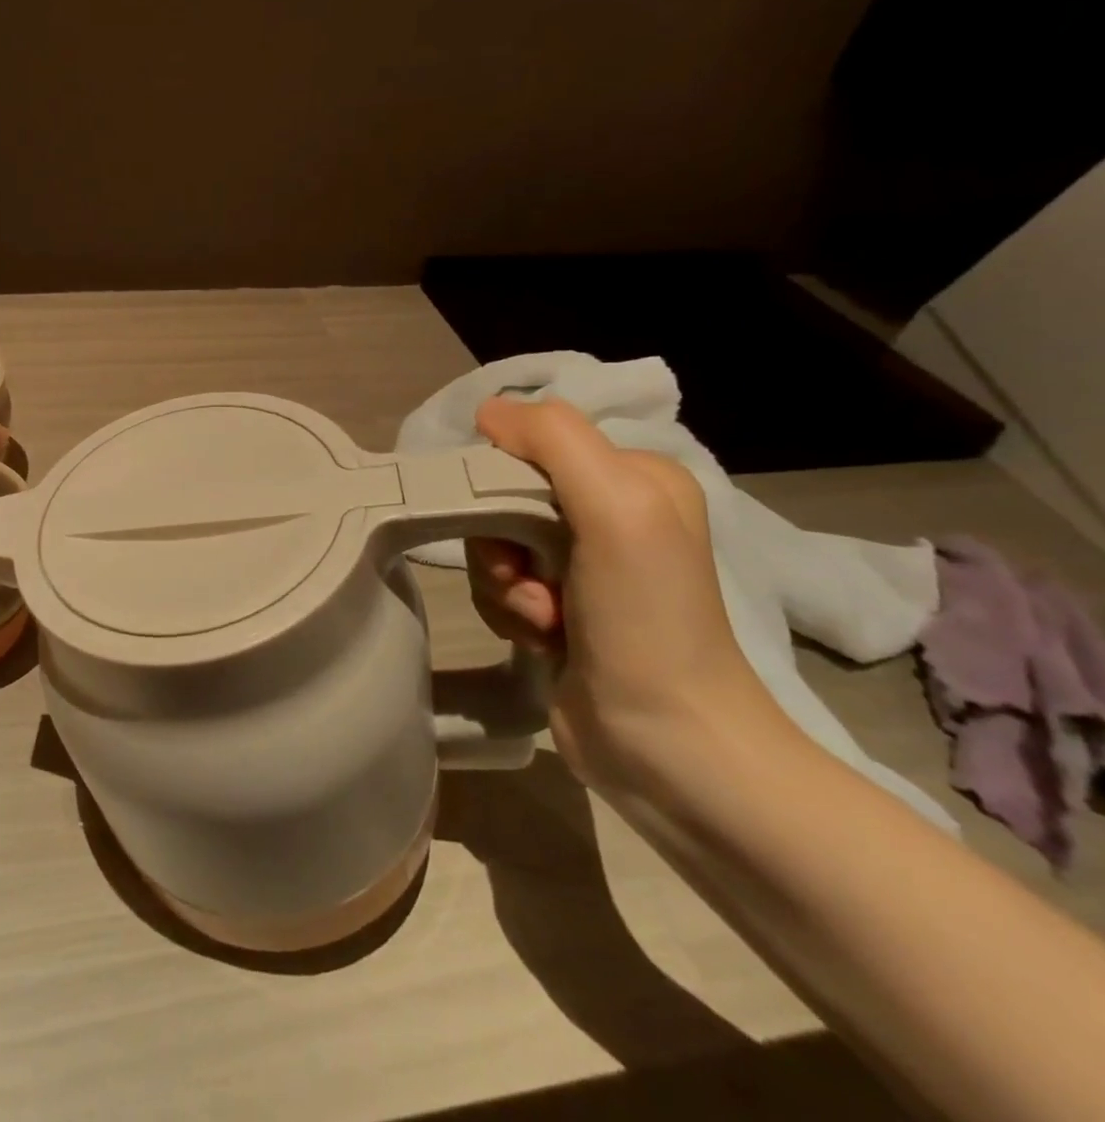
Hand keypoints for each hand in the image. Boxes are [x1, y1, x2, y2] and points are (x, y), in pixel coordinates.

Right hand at [466, 397, 791, 795]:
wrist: (666, 745)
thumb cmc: (646, 619)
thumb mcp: (616, 508)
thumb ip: (554, 441)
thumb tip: (489, 411)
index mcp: (633, 477)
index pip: (531, 445)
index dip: (502, 480)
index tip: (514, 524)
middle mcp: (609, 514)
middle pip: (504, 497)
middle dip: (502, 542)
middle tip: (531, 579)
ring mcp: (581, 566)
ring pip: (493, 544)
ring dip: (505, 584)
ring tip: (546, 620)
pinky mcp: (557, 609)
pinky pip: (498, 586)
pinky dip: (508, 611)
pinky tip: (544, 639)